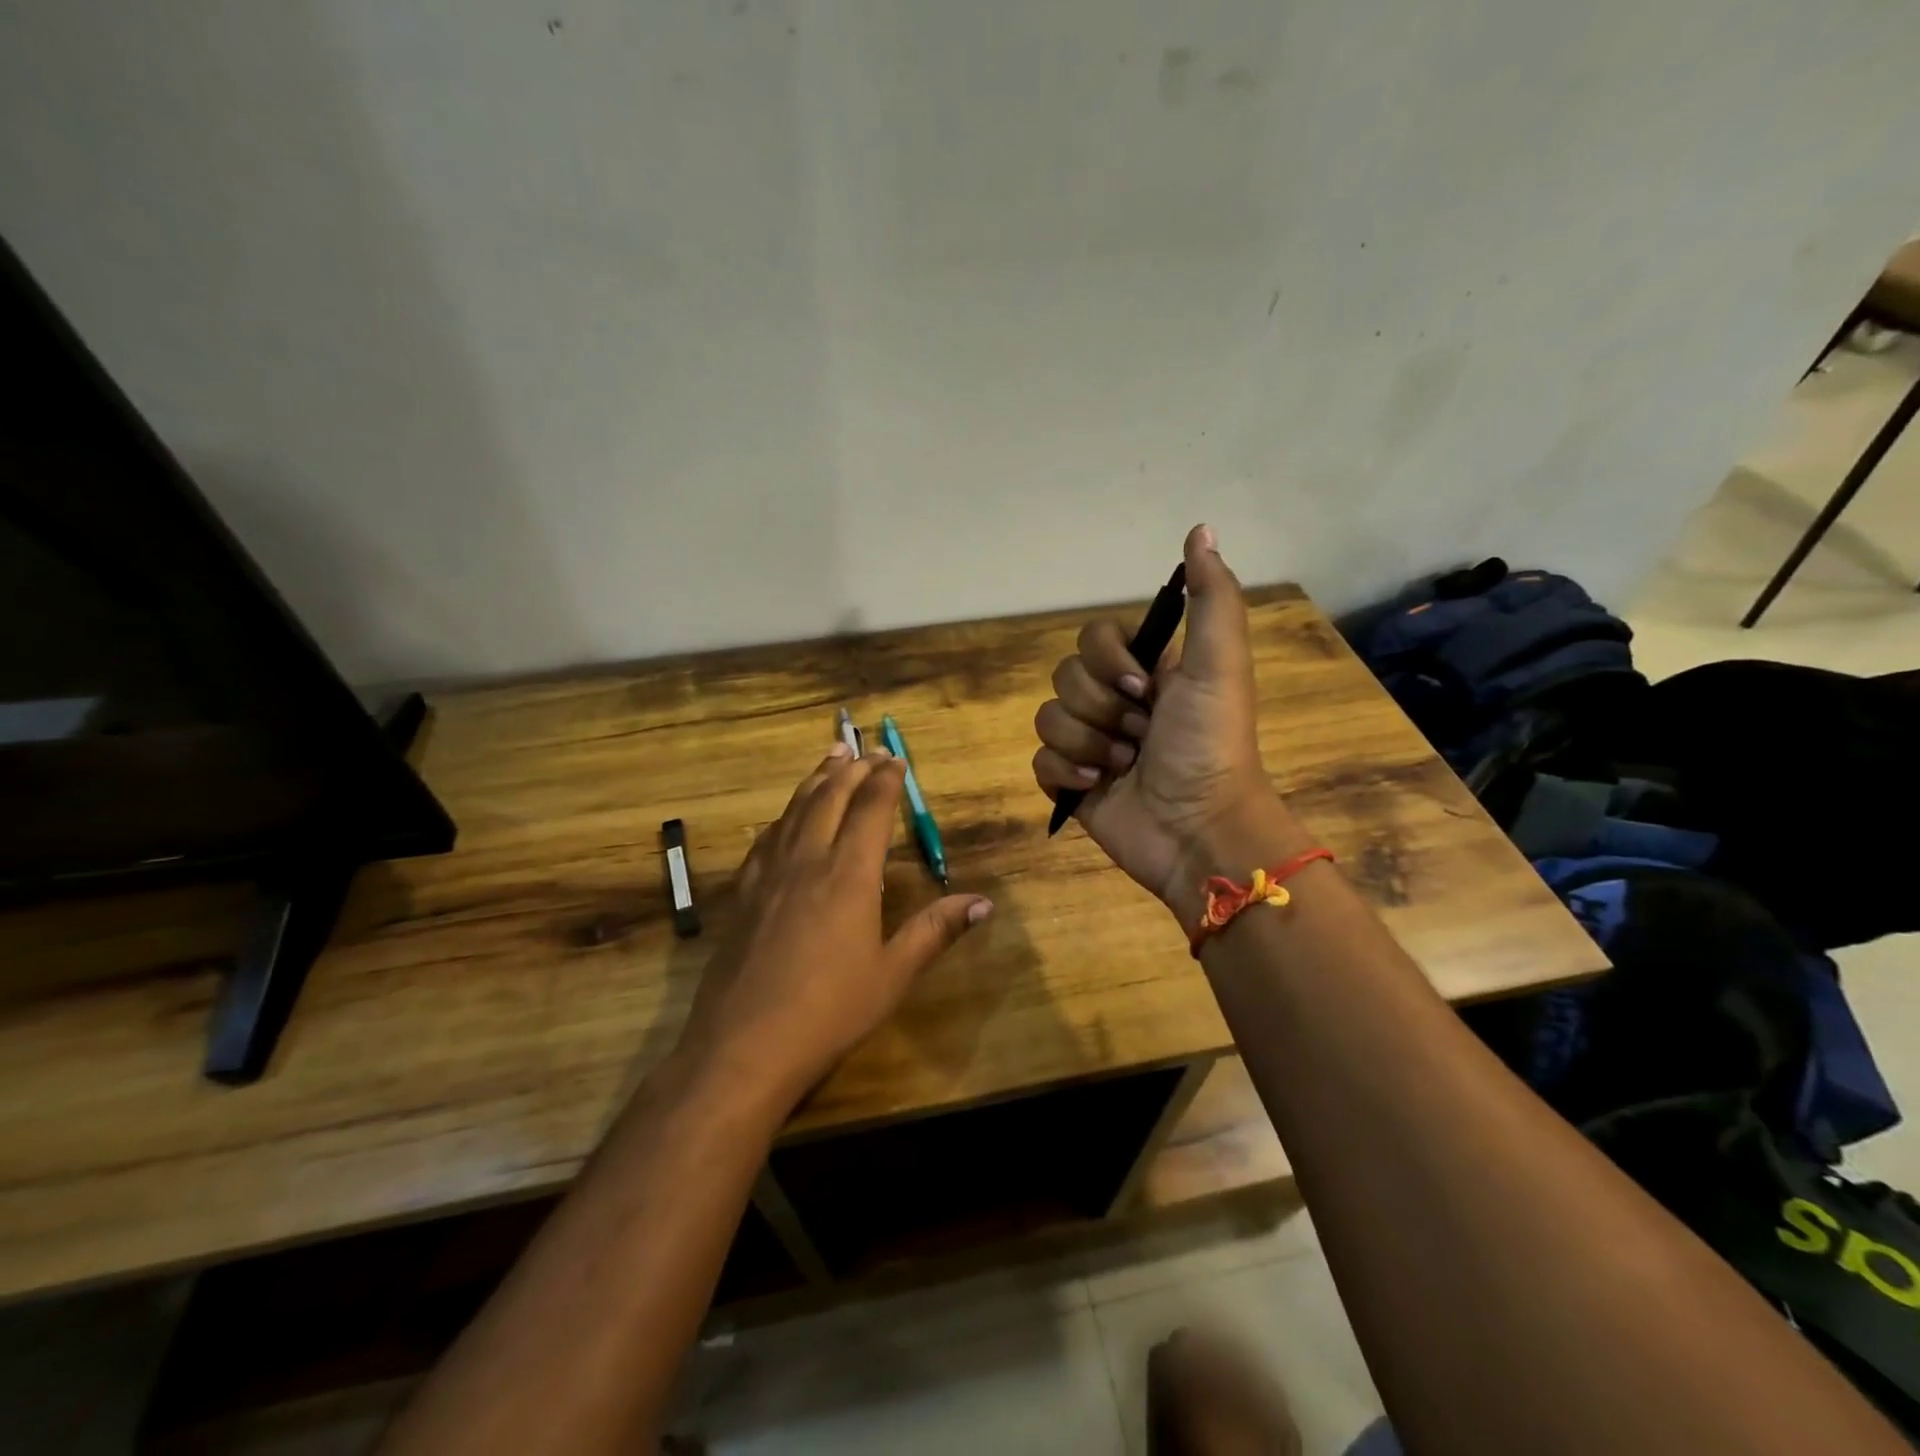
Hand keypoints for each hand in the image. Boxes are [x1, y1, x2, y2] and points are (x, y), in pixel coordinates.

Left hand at [681, 744, 991, 1105]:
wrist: (743, 1045)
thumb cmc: (830, 1011)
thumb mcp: (893, 974)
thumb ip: (936, 931)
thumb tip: (984, 903)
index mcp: (850, 874)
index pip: (871, 809)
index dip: (886, 779)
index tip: (897, 760)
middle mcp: (808, 860)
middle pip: (830, 797)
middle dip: (851, 768)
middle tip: (866, 748)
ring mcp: (770, 874)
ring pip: (794, 809)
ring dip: (815, 780)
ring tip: (829, 758)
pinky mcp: (743, 893)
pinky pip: (766, 838)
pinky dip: (784, 815)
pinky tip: (784, 818)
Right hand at [1032, 524, 1301, 923]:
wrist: (1198, 830)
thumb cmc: (1210, 744)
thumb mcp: (1219, 665)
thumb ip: (1210, 598)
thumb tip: (1200, 529)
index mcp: (1147, 672)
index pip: (1093, 638)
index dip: (1109, 662)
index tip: (1145, 689)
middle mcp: (1116, 703)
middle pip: (1065, 677)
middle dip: (1102, 710)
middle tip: (1140, 736)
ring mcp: (1091, 744)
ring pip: (1048, 719)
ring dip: (1088, 745)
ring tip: (1124, 768)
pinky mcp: (1071, 784)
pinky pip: (1039, 761)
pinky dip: (1066, 774)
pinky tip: (1098, 789)